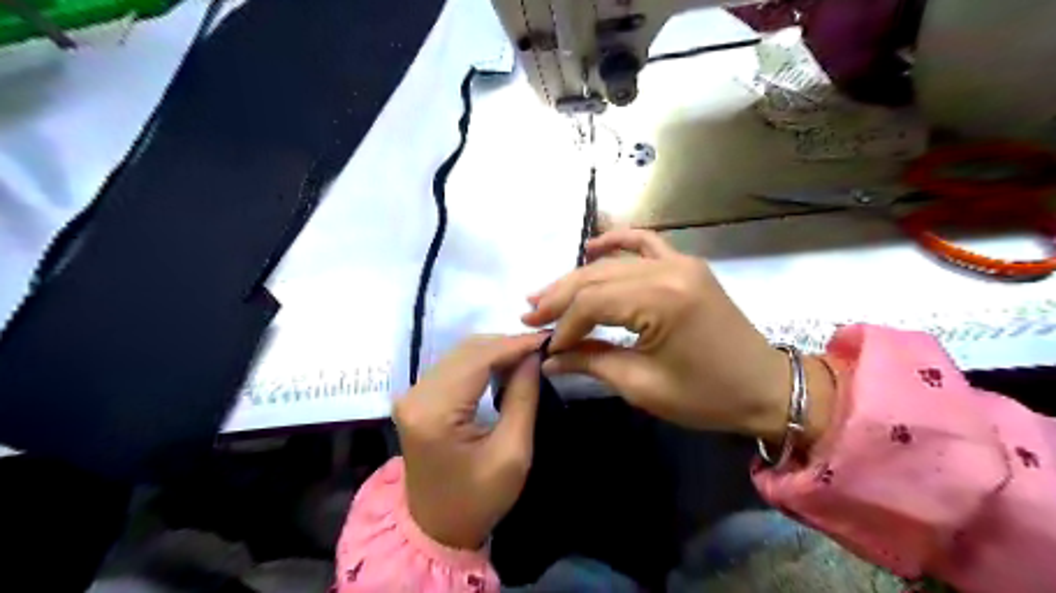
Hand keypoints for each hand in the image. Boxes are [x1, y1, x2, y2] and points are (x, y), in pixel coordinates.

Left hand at [394, 337, 549, 549]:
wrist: (436, 529)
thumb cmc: (478, 499)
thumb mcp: (512, 453)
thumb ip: (523, 398)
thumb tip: (534, 356)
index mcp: (435, 412)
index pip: (479, 359)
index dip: (515, 345)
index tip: (548, 339)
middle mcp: (416, 396)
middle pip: (467, 351)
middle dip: (507, 345)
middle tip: (541, 348)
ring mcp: (412, 395)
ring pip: (460, 354)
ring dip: (495, 351)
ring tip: (528, 356)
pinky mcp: (417, 399)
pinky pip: (453, 366)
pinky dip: (481, 362)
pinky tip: (504, 367)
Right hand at [518, 228, 833, 441]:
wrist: (765, 388)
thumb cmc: (707, 396)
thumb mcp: (643, 385)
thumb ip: (592, 363)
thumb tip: (550, 359)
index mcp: (662, 301)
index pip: (592, 303)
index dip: (563, 325)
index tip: (547, 347)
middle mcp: (670, 270)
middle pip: (597, 278)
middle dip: (560, 298)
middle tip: (529, 314)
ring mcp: (680, 262)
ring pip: (613, 263)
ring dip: (577, 277)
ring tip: (546, 293)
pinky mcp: (686, 265)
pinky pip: (647, 243)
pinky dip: (617, 242)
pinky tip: (591, 247)